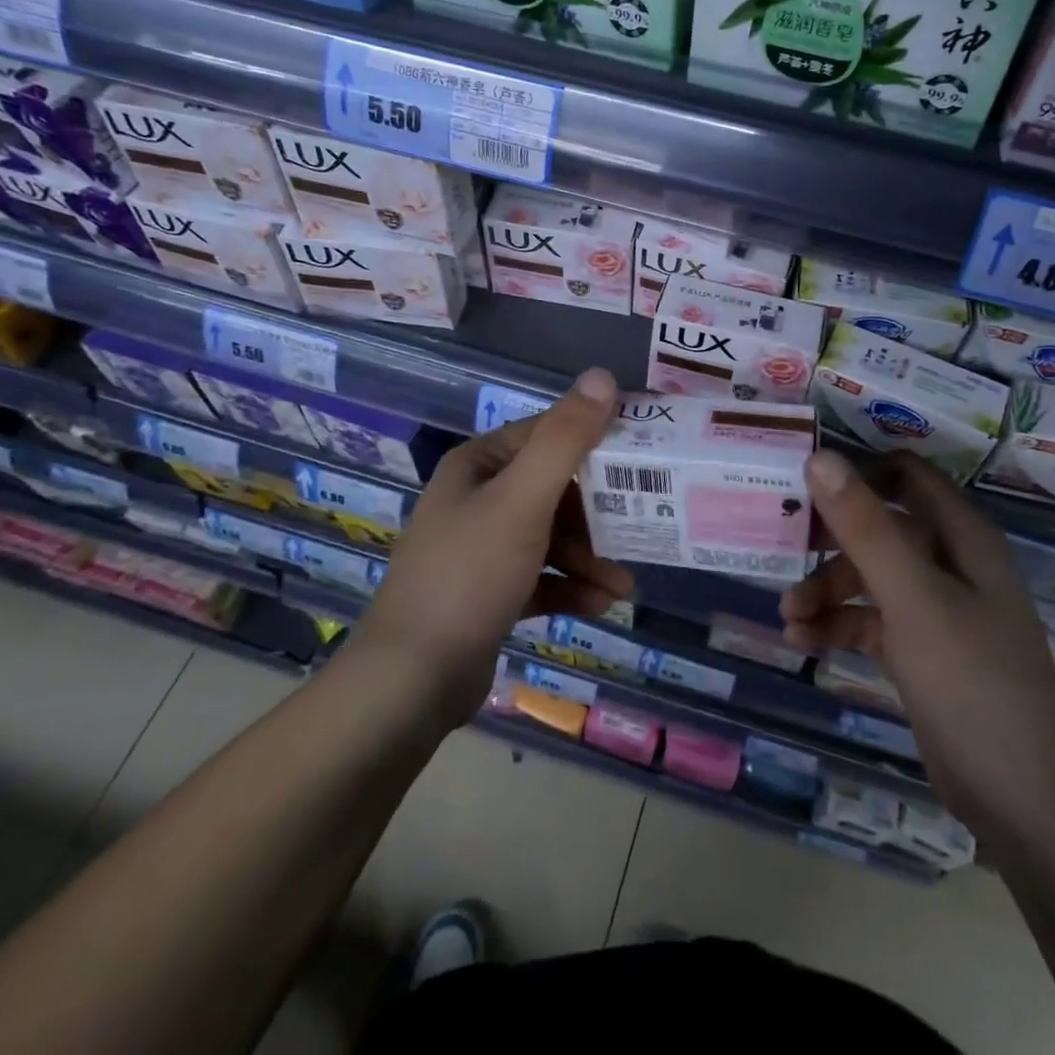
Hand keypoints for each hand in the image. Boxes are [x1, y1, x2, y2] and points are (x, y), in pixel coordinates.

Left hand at [352, 368, 631, 724]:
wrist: (412, 679)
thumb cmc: (470, 574)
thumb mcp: (523, 500)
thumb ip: (566, 439)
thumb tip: (603, 376)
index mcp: (479, 465)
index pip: (548, 436)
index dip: (595, 443)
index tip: (642, 460)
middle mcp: (478, 498)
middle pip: (554, 490)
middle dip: (597, 515)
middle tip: (639, 529)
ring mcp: (481, 548)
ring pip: (551, 537)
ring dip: (589, 557)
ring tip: (623, 584)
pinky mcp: (489, 593)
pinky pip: (540, 576)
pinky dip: (569, 586)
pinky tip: (599, 604)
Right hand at [779, 450, 1054, 834]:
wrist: (1024, 802)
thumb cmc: (972, 682)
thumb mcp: (913, 599)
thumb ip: (866, 528)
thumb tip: (820, 458)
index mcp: (961, 536)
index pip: (905, 475)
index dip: (857, 473)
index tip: (803, 485)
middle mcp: (950, 563)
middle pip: (878, 527)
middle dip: (829, 539)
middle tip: (781, 548)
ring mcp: (936, 609)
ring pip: (869, 578)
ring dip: (826, 589)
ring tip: (789, 617)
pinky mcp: (920, 651)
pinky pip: (869, 620)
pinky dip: (837, 625)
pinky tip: (803, 642)